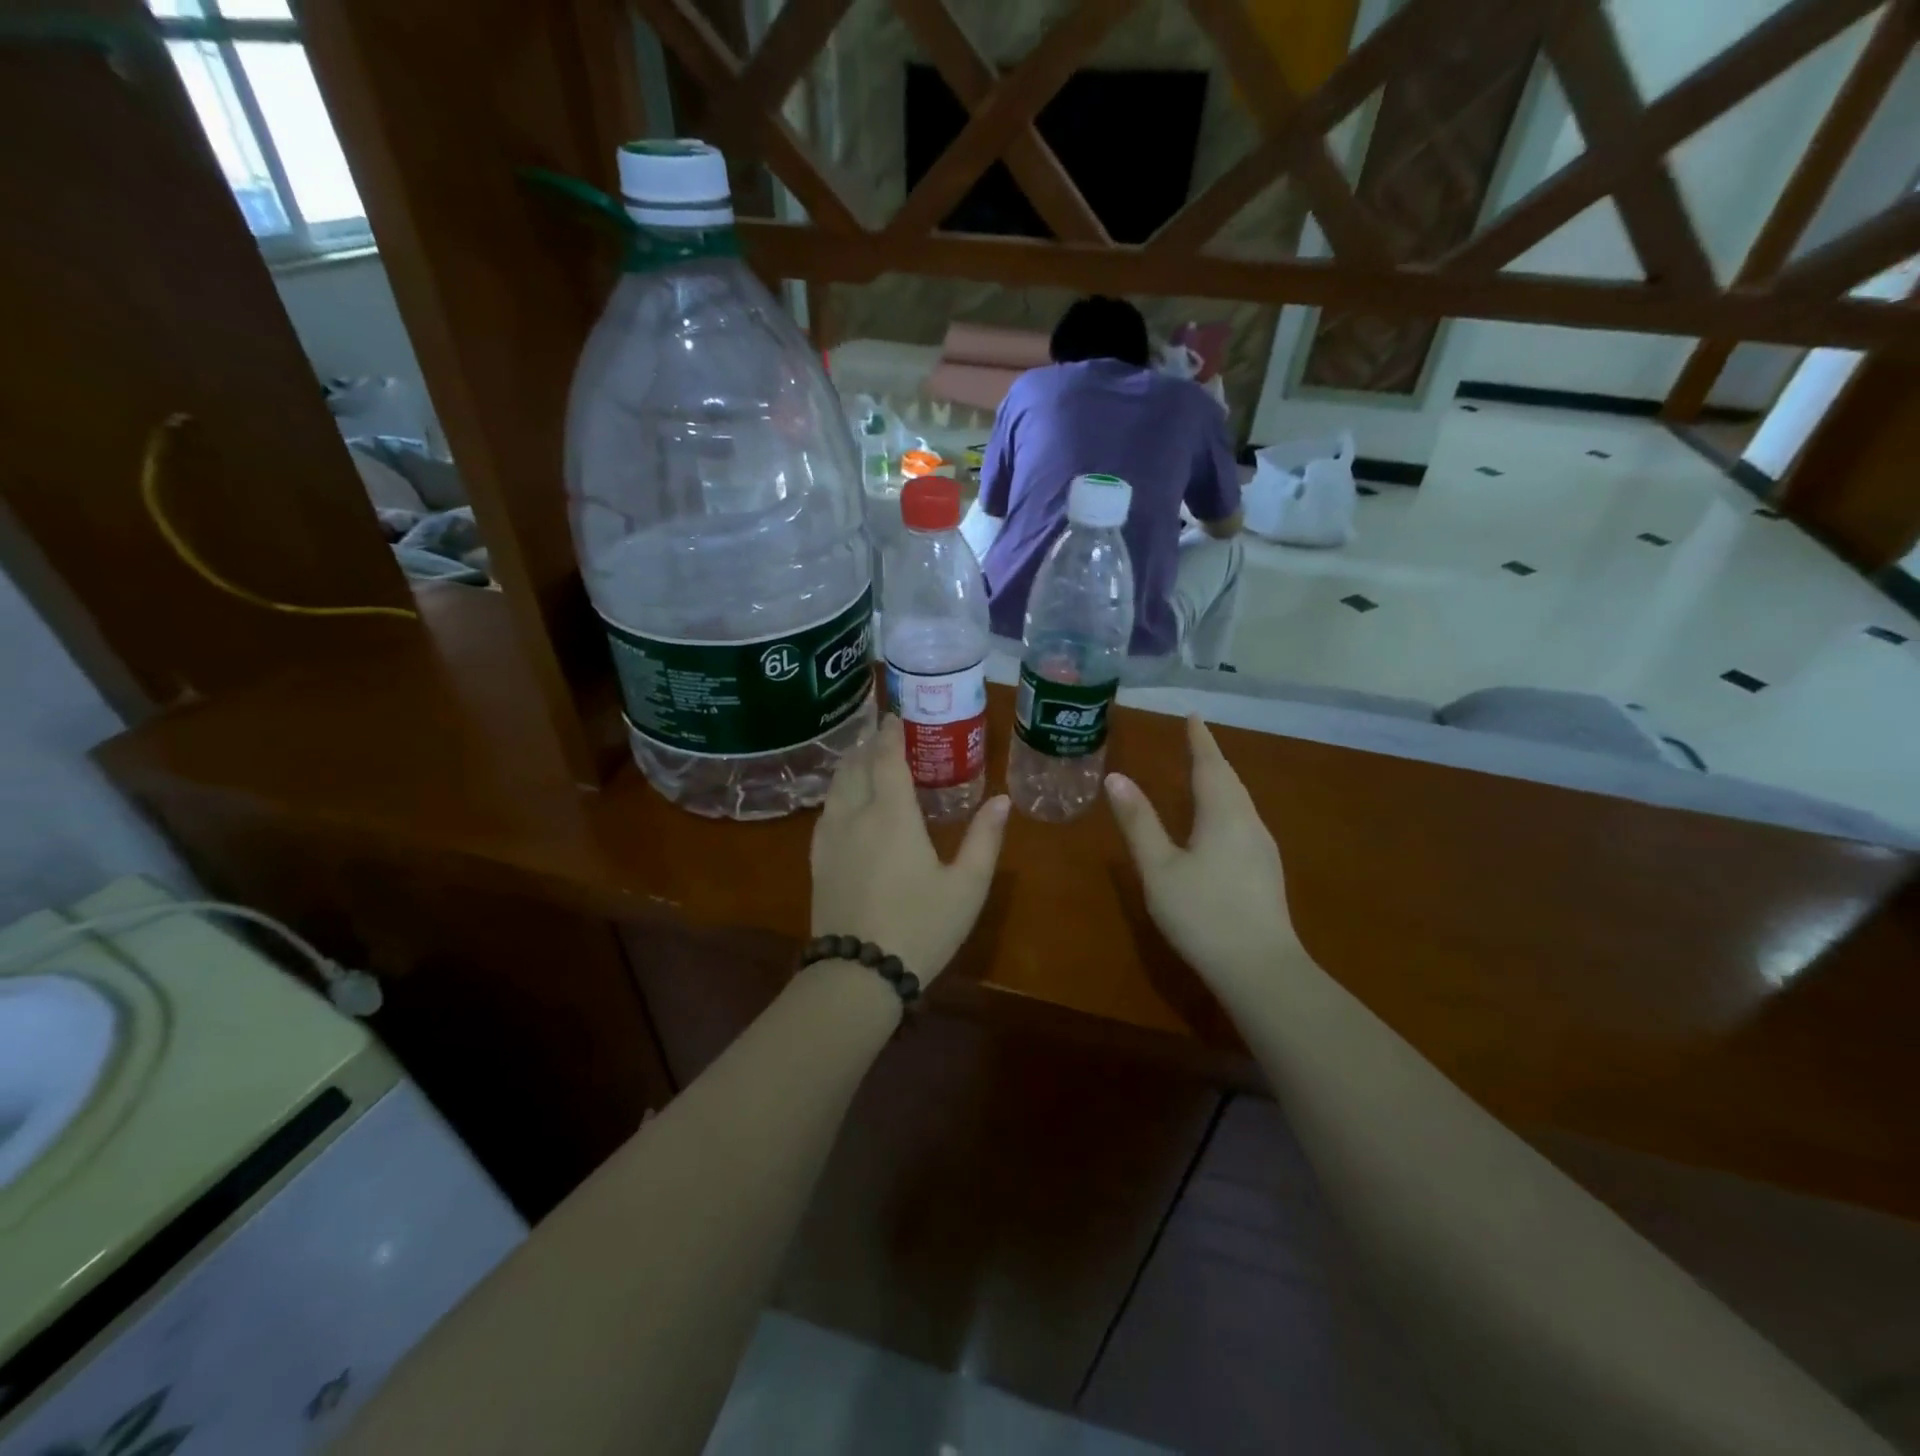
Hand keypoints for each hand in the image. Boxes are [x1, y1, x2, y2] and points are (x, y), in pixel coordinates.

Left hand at [811, 715, 1009, 984]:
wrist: (858, 975)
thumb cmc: (921, 927)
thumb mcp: (966, 886)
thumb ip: (985, 839)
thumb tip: (1002, 800)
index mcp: (892, 815)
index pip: (886, 759)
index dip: (890, 734)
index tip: (895, 716)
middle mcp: (855, 816)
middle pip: (855, 766)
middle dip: (867, 744)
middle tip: (881, 732)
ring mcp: (830, 839)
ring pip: (835, 787)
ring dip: (849, 765)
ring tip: (862, 758)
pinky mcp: (817, 862)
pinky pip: (824, 812)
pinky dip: (836, 792)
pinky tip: (843, 802)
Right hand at [1105, 714, 1296, 984]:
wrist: (1260, 969)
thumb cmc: (1202, 913)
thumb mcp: (1159, 868)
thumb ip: (1139, 822)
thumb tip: (1117, 777)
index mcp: (1224, 814)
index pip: (1210, 764)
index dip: (1199, 739)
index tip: (1193, 715)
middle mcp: (1249, 823)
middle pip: (1230, 780)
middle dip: (1211, 757)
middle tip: (1194, 739)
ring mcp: (1263, 849)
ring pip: (1240, 801)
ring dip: (1221, 781)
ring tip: (1203, 772)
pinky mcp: (1266, 871)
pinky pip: (1243, 821)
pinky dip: (1226, 805)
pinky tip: (1218, 822)